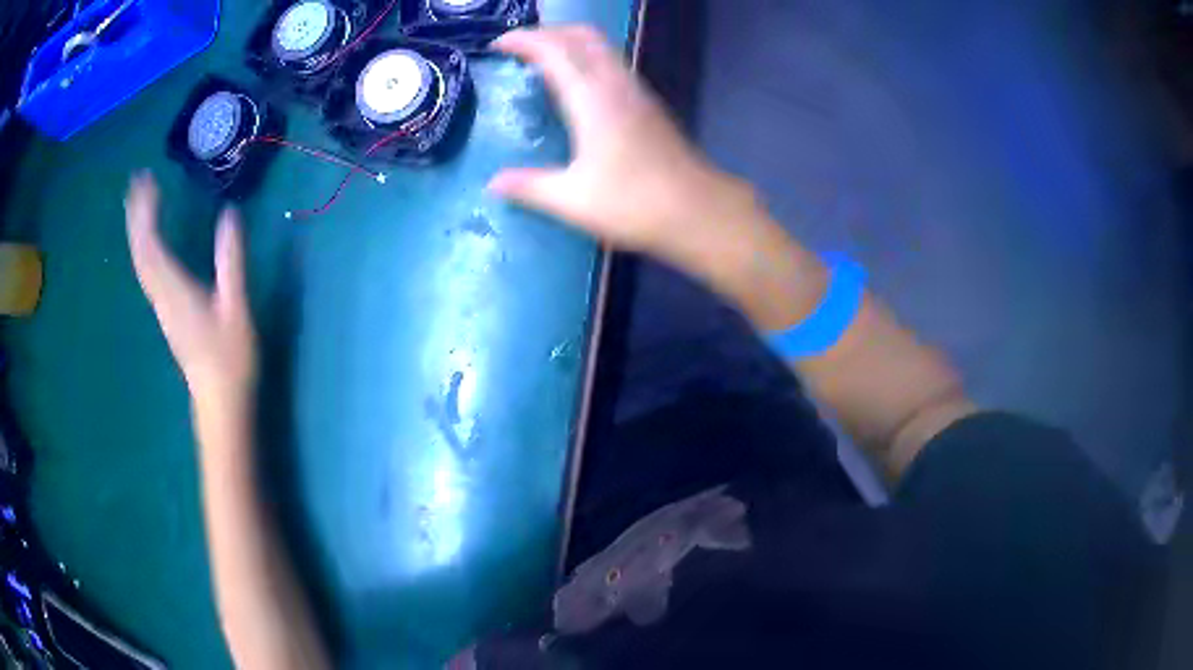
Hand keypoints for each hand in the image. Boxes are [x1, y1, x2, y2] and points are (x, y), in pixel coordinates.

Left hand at [124, 172, 256, 416]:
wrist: (219, 399)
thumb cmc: (230, 356)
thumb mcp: (236, 306)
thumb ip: (231, 261)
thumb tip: (229, 215)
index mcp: (175, 289)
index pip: (151, 245)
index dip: (146, 212)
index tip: (147, 180)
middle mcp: (161, 294)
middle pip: (140, 250)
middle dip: (136, 214)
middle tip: (137, 180)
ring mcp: (161, 304)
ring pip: (141, 261)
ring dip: (137, 228)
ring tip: (139, 200)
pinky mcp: (166, 310)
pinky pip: (147, 270)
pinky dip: (144, 246)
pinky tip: (148, 238)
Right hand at [489, 27, 754, 270]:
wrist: (699, 212)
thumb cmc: (636, 204)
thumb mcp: (573, 200)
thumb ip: (529, 187)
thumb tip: (493, 183)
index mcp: (592, 98)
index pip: (554, 49)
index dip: (523, 40)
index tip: (497, 45)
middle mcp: (616, 84)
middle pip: (582, 36)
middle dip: (547, 33)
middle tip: (519, 48)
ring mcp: (637, 92)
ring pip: (602, 47)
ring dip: (570, 43)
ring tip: (542, 62)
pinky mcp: (650, 105)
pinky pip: (613, 65)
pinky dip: (587, 60)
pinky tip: (577, 87)